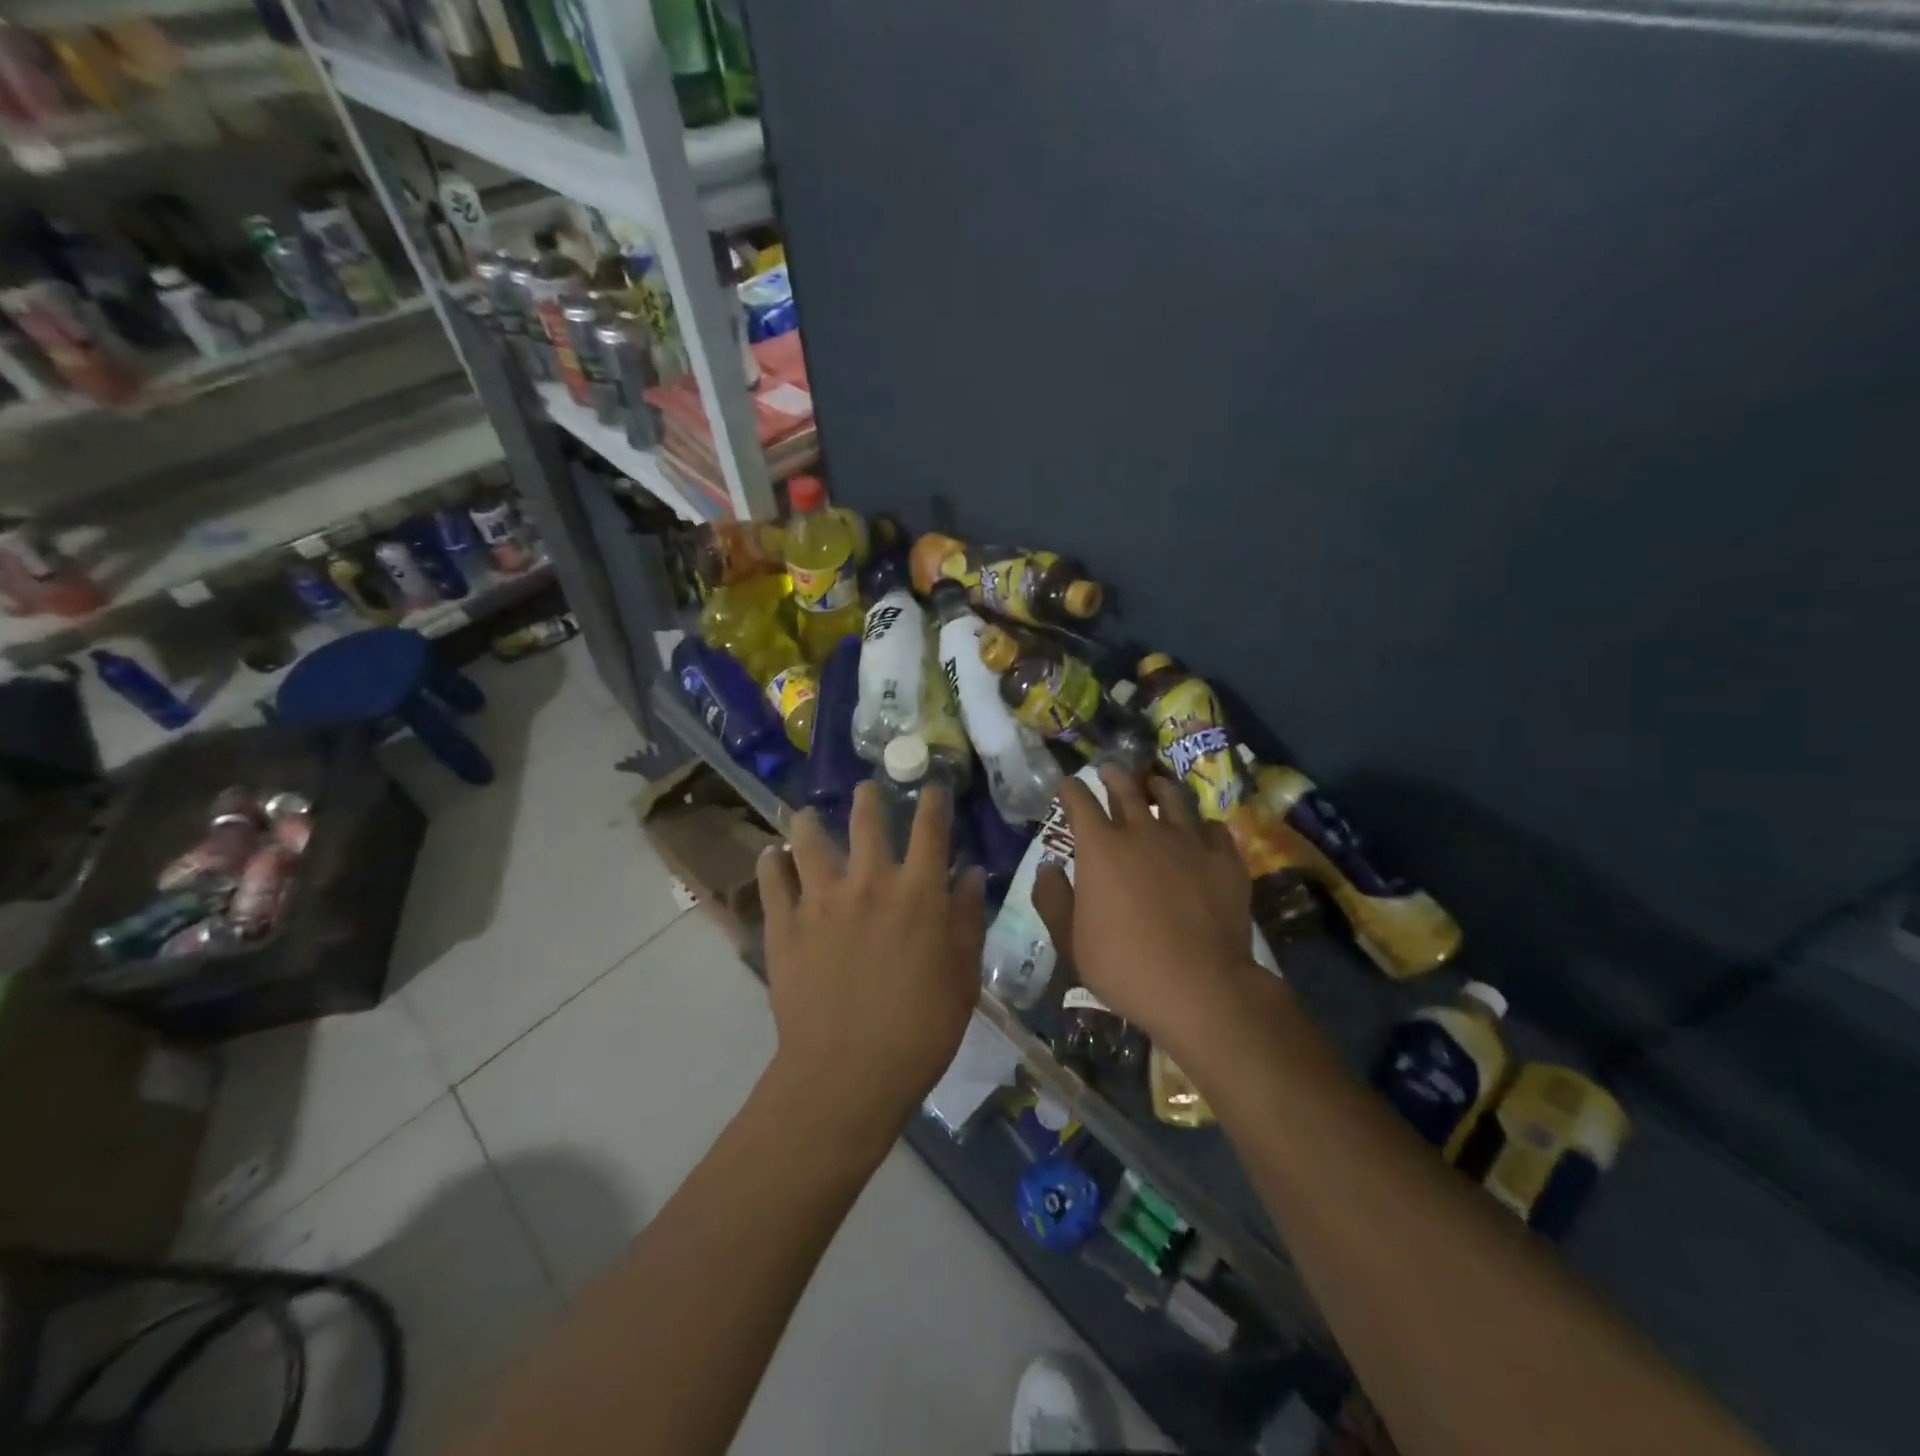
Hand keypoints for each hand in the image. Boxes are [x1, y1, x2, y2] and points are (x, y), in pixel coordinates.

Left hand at [757, 779, 985, 1151]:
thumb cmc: (919, 1030)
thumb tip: (971, 873)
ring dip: (808, 822)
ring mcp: (820, 900)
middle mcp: (869, 883)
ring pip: (808, 839)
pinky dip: (771, 863)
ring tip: (805, 816)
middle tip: (866, 790)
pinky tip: (772, 857)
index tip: (932, 787)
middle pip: (866, 820)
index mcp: (917, 893)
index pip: (930, 829)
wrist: (847, 1074)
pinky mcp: (784, 925)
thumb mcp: (962, 977)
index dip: (933, 801)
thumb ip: (967, 919)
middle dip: (868, 797)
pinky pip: (771, 880)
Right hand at [1033, 764, 1260, 1061]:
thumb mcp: (1070, 941)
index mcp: (1101, 847)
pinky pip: (1214, 828)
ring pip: (1173, 797)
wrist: (1199, 986)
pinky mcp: (1224, 859)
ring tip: (1155, 785)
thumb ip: (1053, 900)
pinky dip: (1203, 826)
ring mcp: (1188, 841)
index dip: (1071, 789)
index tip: (1068, 786)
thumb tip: (1047, 868)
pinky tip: (1202, 832)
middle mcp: (1143, 831)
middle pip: (1125, 788)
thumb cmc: (1123, 966)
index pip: (1080, 801)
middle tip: (1108, 770)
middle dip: (1112, 775)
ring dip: (1159, 787)